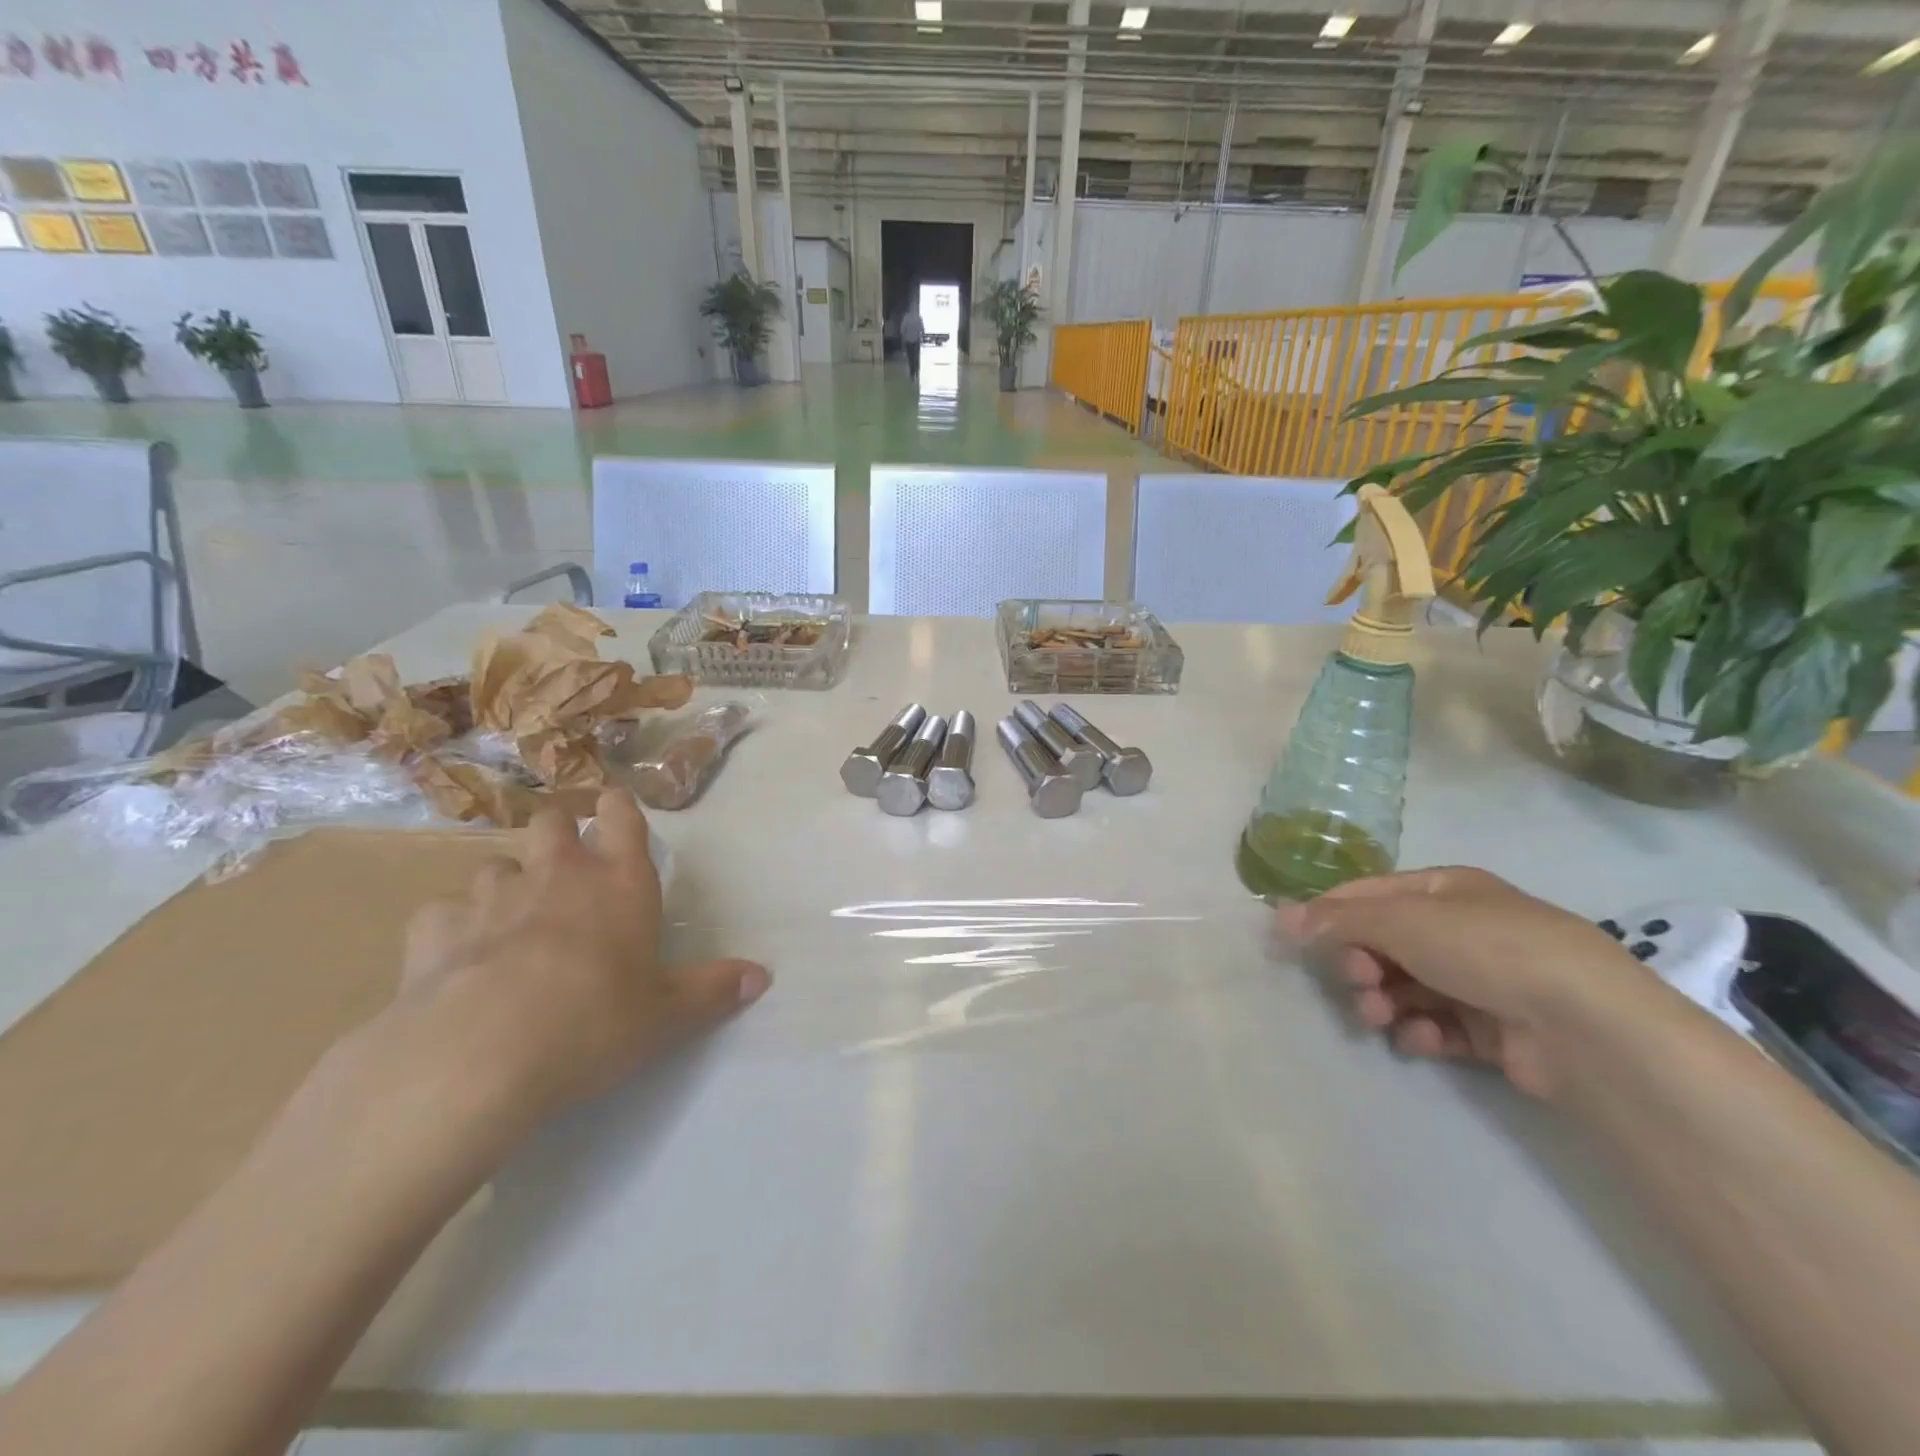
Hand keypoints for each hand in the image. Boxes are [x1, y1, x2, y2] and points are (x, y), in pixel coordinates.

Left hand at [398, 788, 768, 1125]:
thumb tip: (762, 977)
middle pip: (551, 822)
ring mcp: (491, 898)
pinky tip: (456, 955)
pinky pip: (442, 913)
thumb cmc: (593, 1022)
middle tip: (563, 860)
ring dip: (506, 882)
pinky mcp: (434, 932)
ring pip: (495, 865)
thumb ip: (714, 990)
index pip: (622, 819)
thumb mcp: (666, 1015)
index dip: (619, 806)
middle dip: (557, 830)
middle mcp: (557, 876)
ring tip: (511, 916)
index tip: (615, 804)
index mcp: (619, 884)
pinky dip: (452, 927)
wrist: (479, 1055)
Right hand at [1278, 867, 1653, 1100]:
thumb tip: (1280, 918)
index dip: (1329, 915)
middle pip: (1385, 944)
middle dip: (1360, 965)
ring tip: (1379, 1019)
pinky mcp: (1497, 1030)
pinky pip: (1438, 1025)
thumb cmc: (1487, 949)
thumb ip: (1337, 920)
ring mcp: (1482, 980)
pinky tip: (1422, 1039)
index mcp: (1444, 890)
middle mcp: (1463, 929)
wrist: (1587, 1025)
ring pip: (1406, 987)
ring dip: (1383, 1001)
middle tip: (1357, 984)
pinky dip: (1421, 1032)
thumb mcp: (1401, 921)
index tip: (1296, 943)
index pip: (1368, 895)